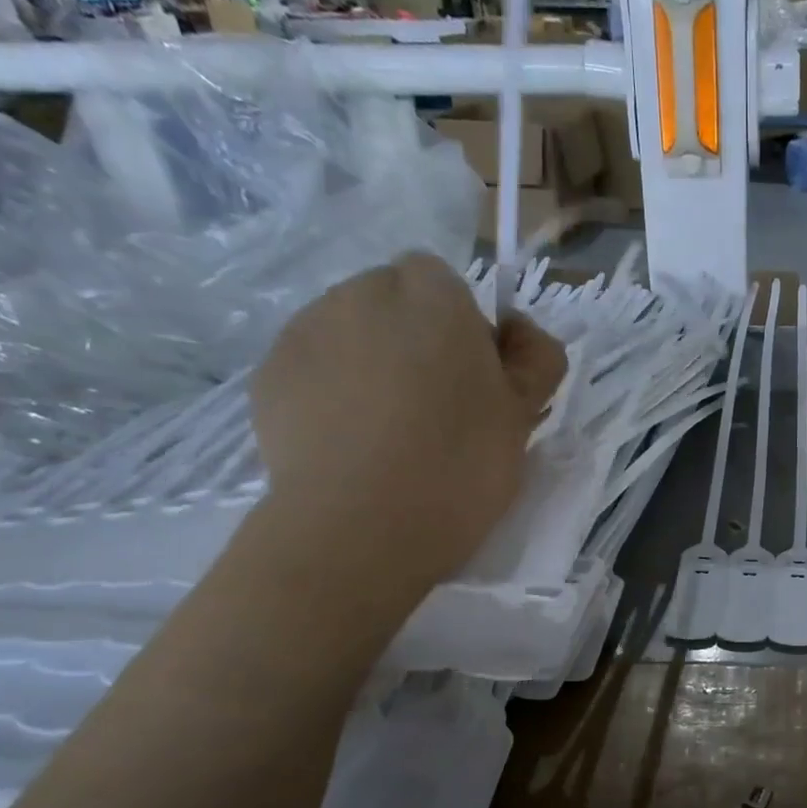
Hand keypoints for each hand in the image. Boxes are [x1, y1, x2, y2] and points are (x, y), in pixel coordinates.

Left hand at [250, 253, 564, 599]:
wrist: (362, 526)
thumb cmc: (460, 466)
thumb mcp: (524, 416)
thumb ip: (537, 359)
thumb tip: (518, 331)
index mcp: (433, 297)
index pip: (444, 281)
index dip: (461, 326)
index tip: (474, 381)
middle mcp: (362, 294)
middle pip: (392, 301)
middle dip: (412, 339)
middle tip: (435, 410)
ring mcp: (306, 330)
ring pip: (349, 332)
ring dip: (370, 363)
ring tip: (388, 434)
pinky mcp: (269, 374)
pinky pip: (313, 369)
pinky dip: (331, 393)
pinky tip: (349, 446)